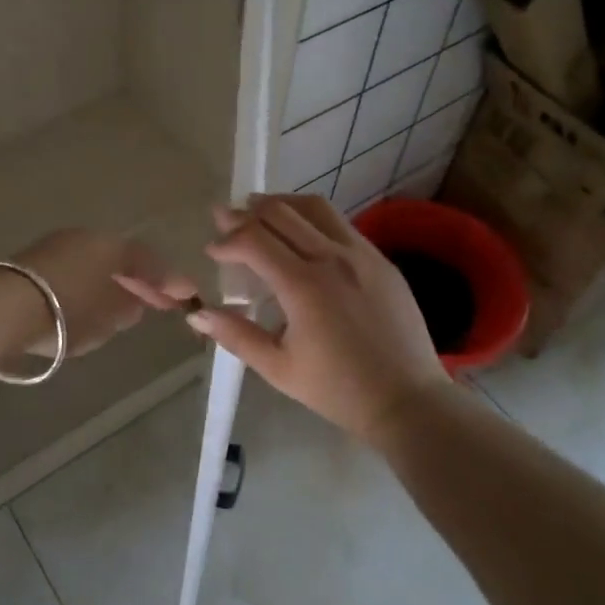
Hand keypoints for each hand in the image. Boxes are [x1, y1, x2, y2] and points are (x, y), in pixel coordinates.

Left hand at [9, 230, 198, 359]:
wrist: (2, 309)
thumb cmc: (66, 312)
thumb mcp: (106, 318)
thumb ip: (127, 309)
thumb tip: (135, 302)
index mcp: (110, 246)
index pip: (147, 261)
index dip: (167, 280)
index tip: (185, 295)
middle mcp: (84, 237)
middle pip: (119, 258)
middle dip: (136, 280)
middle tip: (152, 302)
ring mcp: (54, 245)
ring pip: (93, 262)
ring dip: (109, 282)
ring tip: (118, 307)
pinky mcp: (30, 260)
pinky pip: (71, 269)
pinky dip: (84, 284)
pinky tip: (85, 303)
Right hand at [182, 194, 446, 442]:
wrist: (407, 400)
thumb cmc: (338, 390)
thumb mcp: (279, 368)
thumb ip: (236, 335)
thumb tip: (196, 314)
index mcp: (304, 285)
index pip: (254, 240)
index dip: (227, 240)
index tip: (212, 251)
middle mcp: (332, 257)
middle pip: (281, 213)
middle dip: (245, 213)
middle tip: (224, 219)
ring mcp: (361, 254)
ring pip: (314, 208)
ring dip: (281, 204)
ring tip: (260, 211)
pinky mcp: (381, 259)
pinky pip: (340, 224)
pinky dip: (311, 218)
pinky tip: (302, 234)